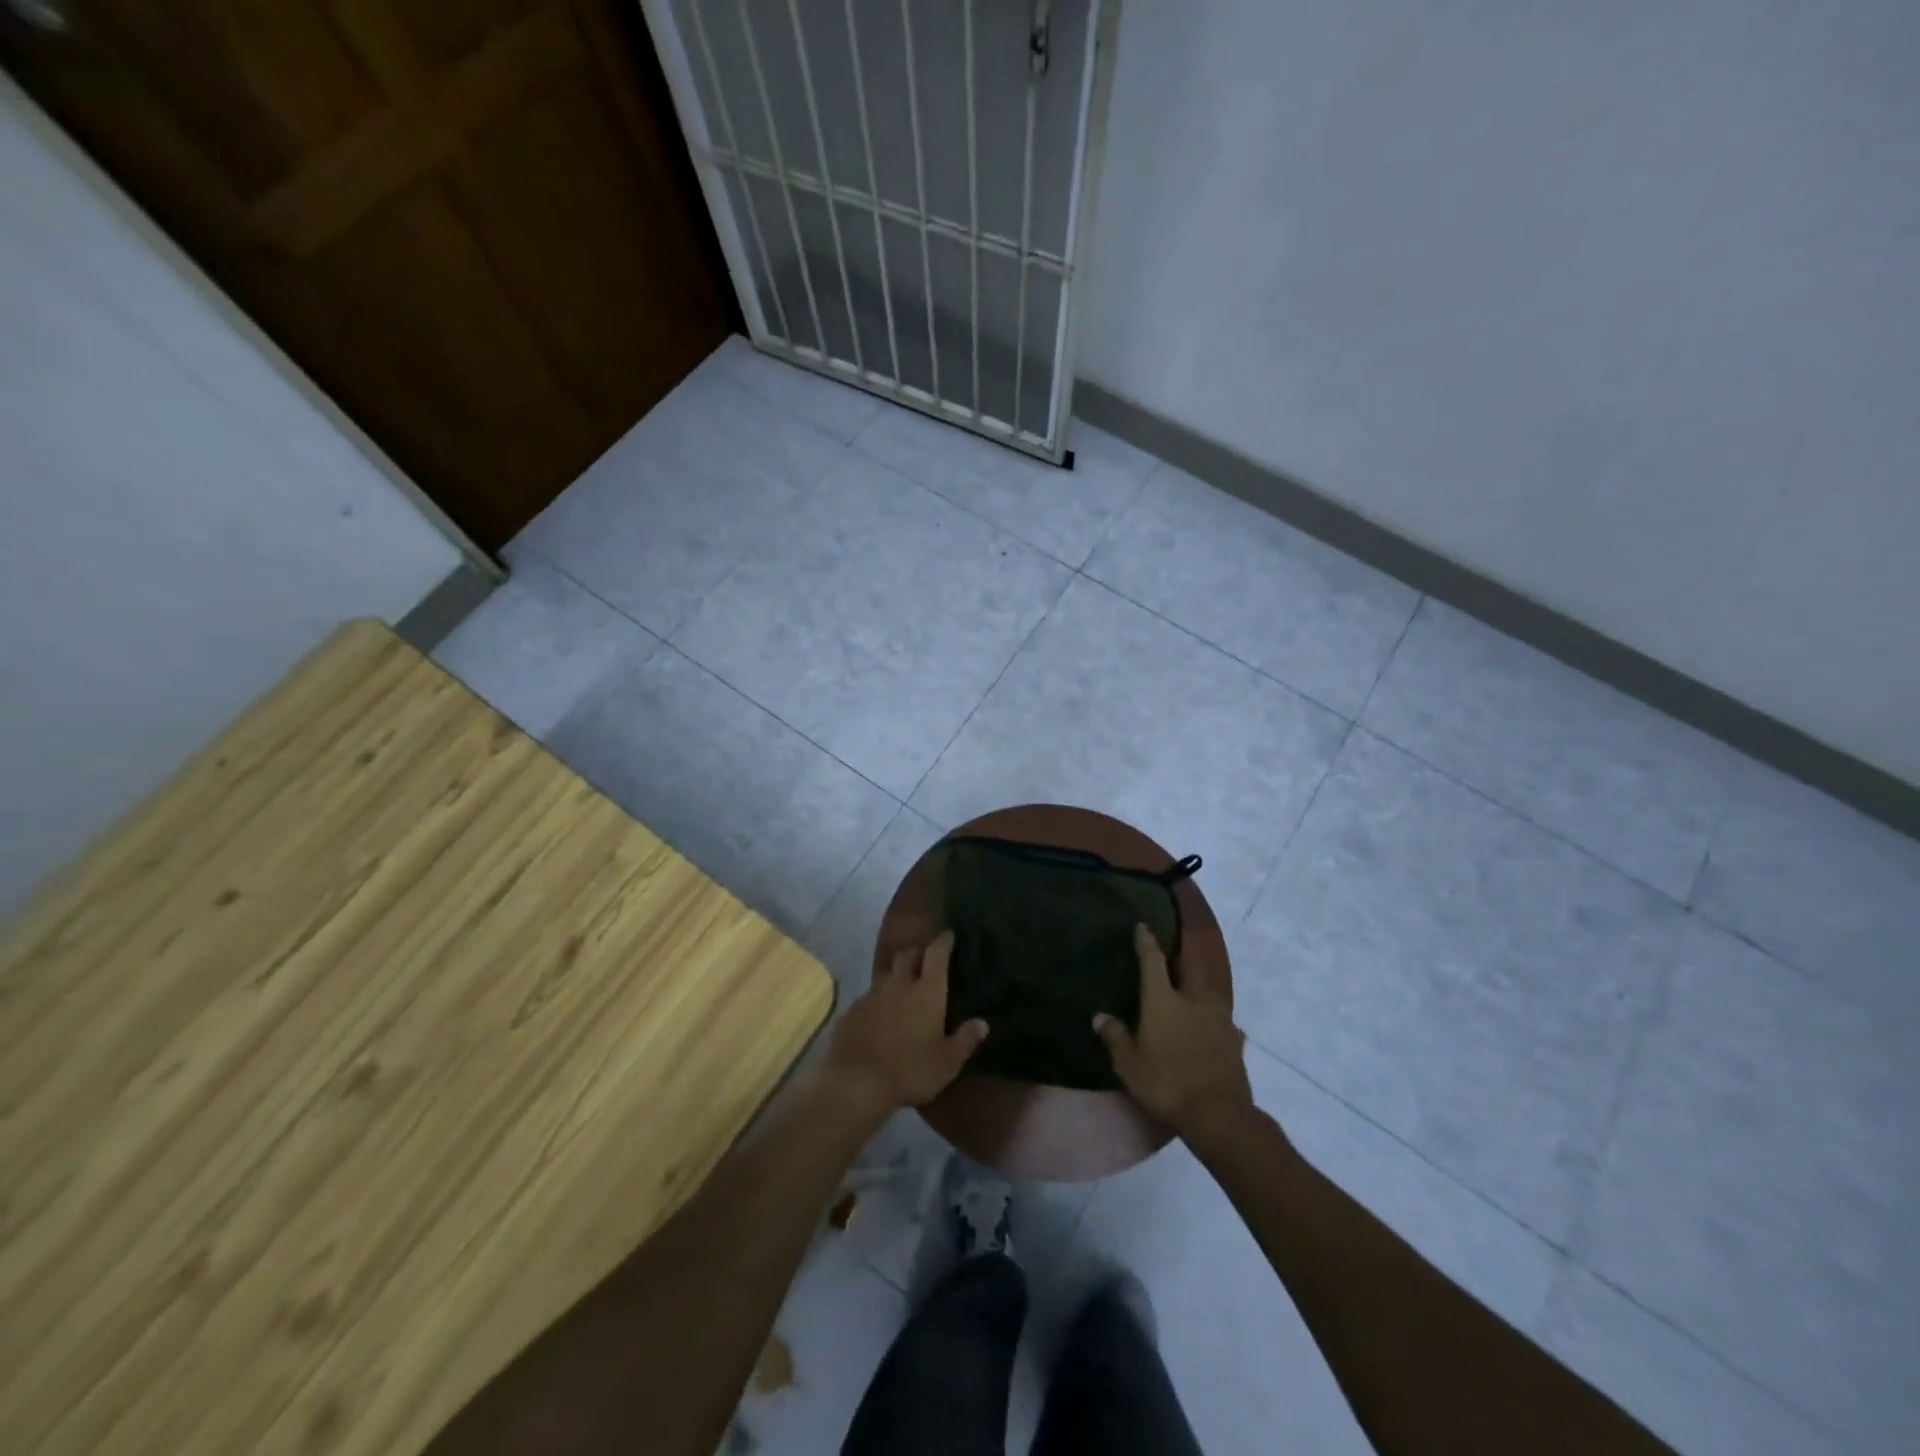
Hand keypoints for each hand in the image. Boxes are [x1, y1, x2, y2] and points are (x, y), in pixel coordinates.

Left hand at [824, 932, 987, 1116]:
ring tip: (903, 986)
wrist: (855, 1081)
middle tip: (925, 959)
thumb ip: (965, 1040)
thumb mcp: (947, 1062)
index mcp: (927, 991)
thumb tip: (983, 1023)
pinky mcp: (852, 1009)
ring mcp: (872, 994)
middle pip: (908, 955)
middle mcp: (899, 984)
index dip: (943, 941)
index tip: (948, 935)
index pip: (936, 953)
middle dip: (918, 952)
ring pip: (887, 974)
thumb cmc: (910, 1070)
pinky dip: (878, 998)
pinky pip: (869, 995)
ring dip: (896, 975)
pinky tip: (879, 1013)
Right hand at [1095, 923, 1253, 1138]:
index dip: (1146, 942)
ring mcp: (1219, 1018)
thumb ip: (1115, 1037)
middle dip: (1177, 958)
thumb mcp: (1129, 1064)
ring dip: (1197, 989)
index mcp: (1163, 1000)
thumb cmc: (1166, 1083)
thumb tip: (1100, 1016)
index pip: (1152, 961)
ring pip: (1207, 993)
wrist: (1218, 1114)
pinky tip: (1216, 1028)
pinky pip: (1222, 1021)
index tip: (1142, 926)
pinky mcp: (1235, 1039)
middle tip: (1171, 952)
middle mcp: (1193, 999)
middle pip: (1186, 969)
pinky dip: (1215, 1021)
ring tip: (1192, 992)